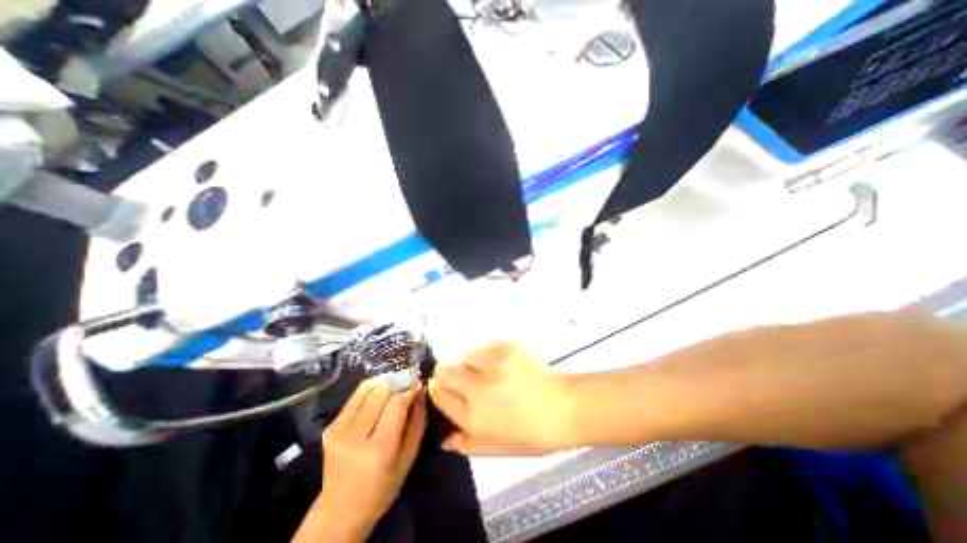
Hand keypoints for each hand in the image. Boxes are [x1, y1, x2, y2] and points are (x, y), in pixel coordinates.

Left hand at [310, 379, 426, 541]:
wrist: (340, 511)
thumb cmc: (382, 487)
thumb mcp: (409, 457)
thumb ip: (418, 421)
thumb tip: (420, 390)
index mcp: (379, 450)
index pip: (397, 404)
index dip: (410, 389)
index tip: (419, 384)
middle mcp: (355, 437)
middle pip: (382, 392)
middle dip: (399, 382)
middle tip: (410, 381)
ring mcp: (338, 430)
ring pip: (368, 389)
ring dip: (385, 382)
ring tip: (396, 385)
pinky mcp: (330, 426)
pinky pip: (355, 395)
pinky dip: (372, 388)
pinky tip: (381, 392)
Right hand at [425, 344, 566, 452]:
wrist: (565, 408)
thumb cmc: (532, 434)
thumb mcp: (498, 447)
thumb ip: (468, 443)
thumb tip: (445, 438)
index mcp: (474, 417)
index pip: (441, 396)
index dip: (437, 390)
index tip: (440, 387)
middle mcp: (479, 389)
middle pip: (447, 371)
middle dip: (448, 374)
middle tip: (465, 379)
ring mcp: (494, 365)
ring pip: (466, 356)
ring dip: (471, 364)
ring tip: (489, 372)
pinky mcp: (508, 348)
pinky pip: (485, 347)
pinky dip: (488, 354)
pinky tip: (502, 364)